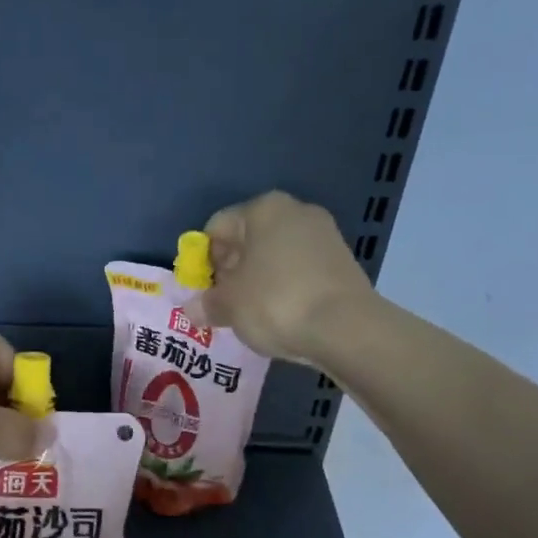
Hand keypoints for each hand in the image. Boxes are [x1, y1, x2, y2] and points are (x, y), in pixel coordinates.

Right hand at [200, 191, 375, 364]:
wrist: (346, 328)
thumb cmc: (275, 302)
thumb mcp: (228, 305)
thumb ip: (206, 303)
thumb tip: (192, 309)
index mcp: (263, 209)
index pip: (217, 228)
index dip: (202, 261)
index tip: (203, 291)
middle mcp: (295, 211)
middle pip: (248, 240)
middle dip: (231, 271)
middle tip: (224, 304)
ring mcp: (324, 235)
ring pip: (274, 256)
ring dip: (257, 281)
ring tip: (252, 315)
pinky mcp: (342, 262)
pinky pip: (299, 272)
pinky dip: (285, 289)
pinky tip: (281, 316)